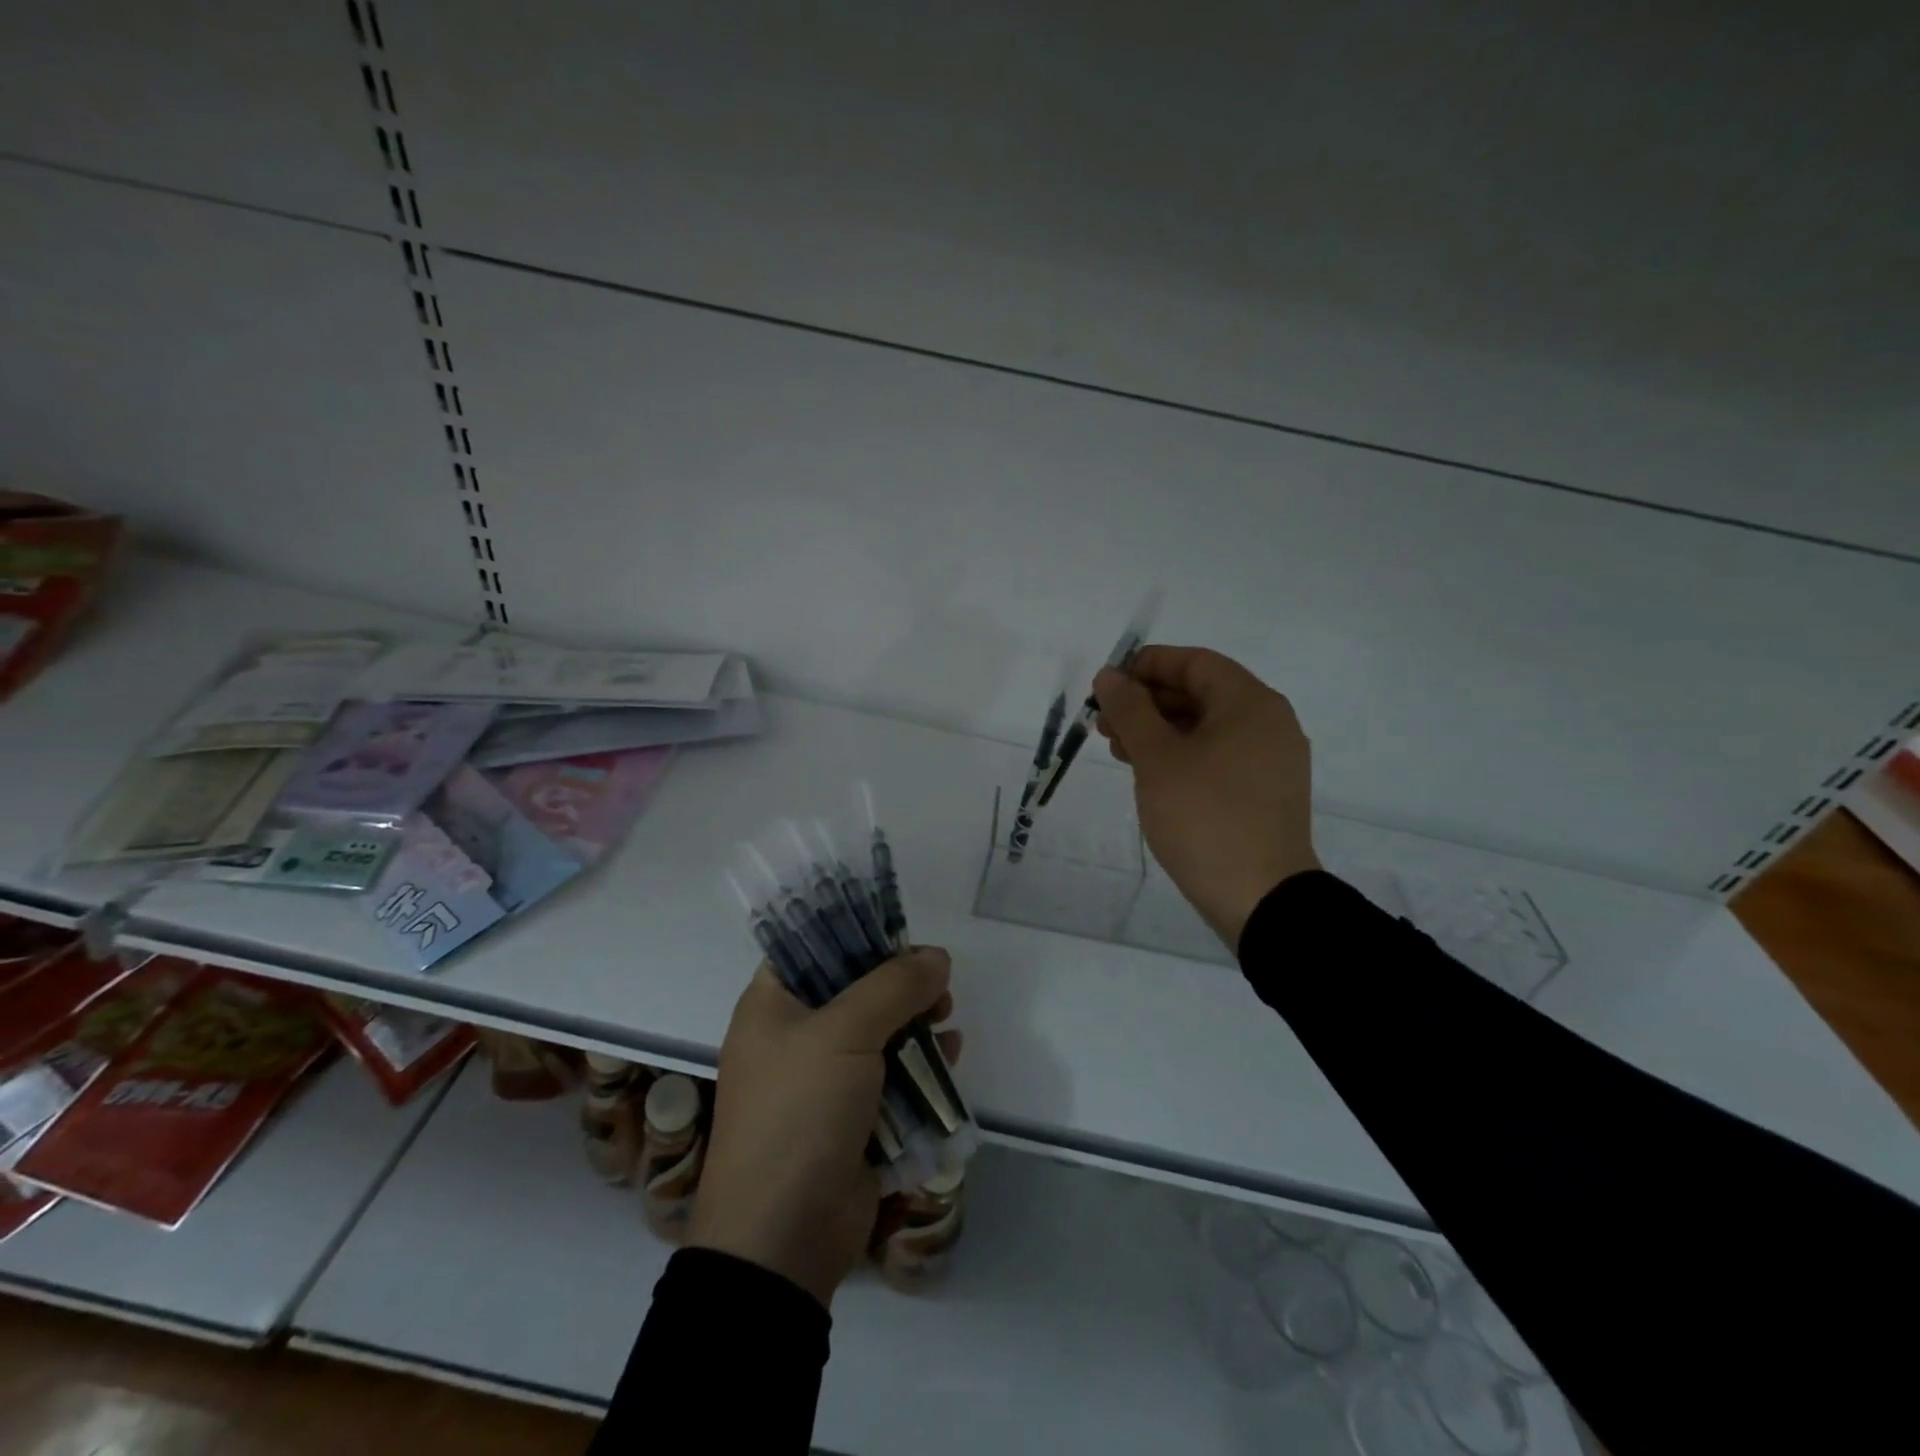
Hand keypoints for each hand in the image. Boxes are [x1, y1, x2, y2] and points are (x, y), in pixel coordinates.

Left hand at [689, 947, 961, 1307]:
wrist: (782, 1239)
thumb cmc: (799, 1113)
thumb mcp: (844, 1034)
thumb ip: (894, 986)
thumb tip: (937, 957)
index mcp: (772, 1006)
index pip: (811, 947)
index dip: (856, 933)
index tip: (902, 932)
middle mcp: (794, 1037)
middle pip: (854, 989)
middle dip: (899, 981)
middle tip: (937, 980)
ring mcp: (823, 1081)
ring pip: (878, 1032)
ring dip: (915, 1021)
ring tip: (947, 1014)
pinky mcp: (851, 1119)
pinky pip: (891, 1077)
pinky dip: (920, 1064)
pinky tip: (950, 1055)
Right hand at [1094, 645, 1319, 950]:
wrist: (1261, 898)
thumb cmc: (1206, 817)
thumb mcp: (1157, 759)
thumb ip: (1130, 710)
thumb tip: (1109, 676)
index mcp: (1250, 703)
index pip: (1195, 662)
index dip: (1147, 666)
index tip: (1108, 686)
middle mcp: (1268, 723)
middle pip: (1201, 694)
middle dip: (1147, 703)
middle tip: (1104, 724)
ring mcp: (1270, 760)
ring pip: (1207, 728)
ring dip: (1160, 731)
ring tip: (1118, 751)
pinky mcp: (1265, 792)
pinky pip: (1218, 756)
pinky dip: (1182, 755)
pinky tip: (1151, 774)